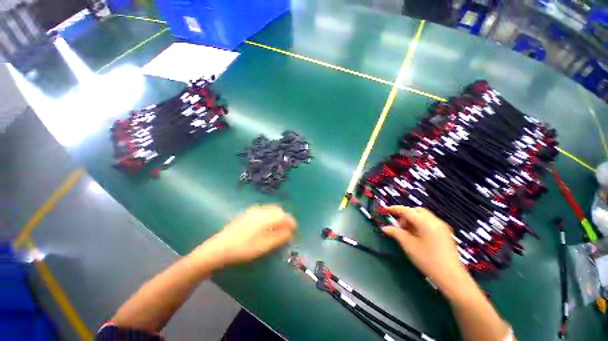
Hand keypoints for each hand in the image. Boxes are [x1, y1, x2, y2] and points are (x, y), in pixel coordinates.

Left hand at [191, 205, 295, 269]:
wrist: (219, 247)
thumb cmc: (243, 248)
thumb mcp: (264, 246)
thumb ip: (280, 237)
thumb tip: (290, 232)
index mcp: (266, 217)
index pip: (284, 216)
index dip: (291, 222)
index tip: (294, 230)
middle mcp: (261, 210)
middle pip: (278, 210)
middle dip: (284, 218)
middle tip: (286, 230)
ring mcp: (253, 210)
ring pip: (271, 209)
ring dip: (277, 216)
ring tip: (277, 228)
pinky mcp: (247, 213)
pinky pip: (263, 210)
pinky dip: (269, 215)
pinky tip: (265, 225)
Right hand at [382, 206, 466, 291]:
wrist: (452, 277)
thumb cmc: (428, 260)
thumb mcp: (409, 246)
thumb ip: (396, 233)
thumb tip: (385, 227)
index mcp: (426, 223)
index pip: (407, 211)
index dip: (395, 209)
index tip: (386, 210)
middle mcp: (435, 221)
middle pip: (417, 211)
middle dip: (406, 215)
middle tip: (399, 226)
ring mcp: (442, 227)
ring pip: (423, 216)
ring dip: (413, 220)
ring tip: (407, 233)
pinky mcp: (445, 233)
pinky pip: (430, 222)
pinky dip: (420, 224)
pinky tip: (417, 236)